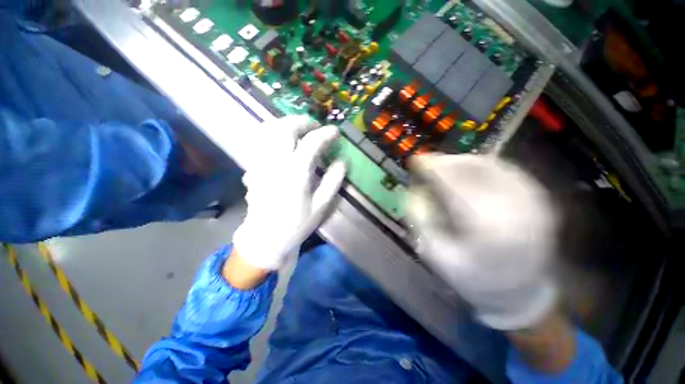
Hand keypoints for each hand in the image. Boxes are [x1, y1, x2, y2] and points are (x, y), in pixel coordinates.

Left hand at [231, 116, 345, 270]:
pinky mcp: (253, 167)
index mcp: (295, 172)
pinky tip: (282, 141)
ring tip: (299, 129)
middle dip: (302, 122)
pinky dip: (273, 134)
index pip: (311, 143)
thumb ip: (333, 180)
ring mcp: (261, 163)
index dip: (325, 134)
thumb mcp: (321, 205)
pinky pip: (260, 141)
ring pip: (268, 131)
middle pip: (285, 128)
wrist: (266, 236)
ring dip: (285, 124)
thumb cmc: (296, 223)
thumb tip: (342, 161)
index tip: (335, 132)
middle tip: (314, 126)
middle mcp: (275, 162)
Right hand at [407, 154, 557, 329]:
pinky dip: (480, 166)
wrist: (521, 294)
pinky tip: (466, 172)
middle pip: (473, 169)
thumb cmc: (473, 278)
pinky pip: (505, 171)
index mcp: (485, 226)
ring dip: (461, 161)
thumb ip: (421, 220)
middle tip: (428, 163)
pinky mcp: (538, 199)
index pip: (453, 184)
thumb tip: (415, 190)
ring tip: (444, 166)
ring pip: (490, 166)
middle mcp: (513, 207)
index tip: (416, 160)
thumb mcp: (436, 254)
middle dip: (445, 162)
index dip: (432, 168)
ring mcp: (531, 200)